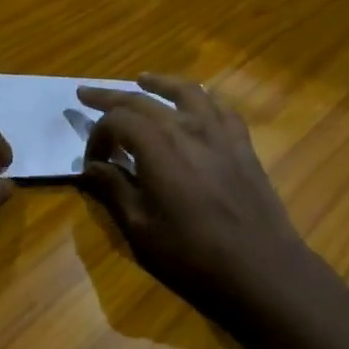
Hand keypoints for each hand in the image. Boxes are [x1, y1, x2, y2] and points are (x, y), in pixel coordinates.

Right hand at [77, 77, 318, 320]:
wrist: (262, 270)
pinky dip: (203, 99)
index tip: (92, 162)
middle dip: (110, 97)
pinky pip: (221, 108)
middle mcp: (185, 127)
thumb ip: (113, 189)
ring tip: (142, 79)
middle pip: (142, 100)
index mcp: (156, 146)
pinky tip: (197, 103)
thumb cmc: (193, 254)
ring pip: (185, 91)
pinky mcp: (242, 144)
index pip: (116, 121)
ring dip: (159, 83)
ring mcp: (218, 132)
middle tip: (86, 94)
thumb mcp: (141, 228)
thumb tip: (92, 167)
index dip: (97, 136)